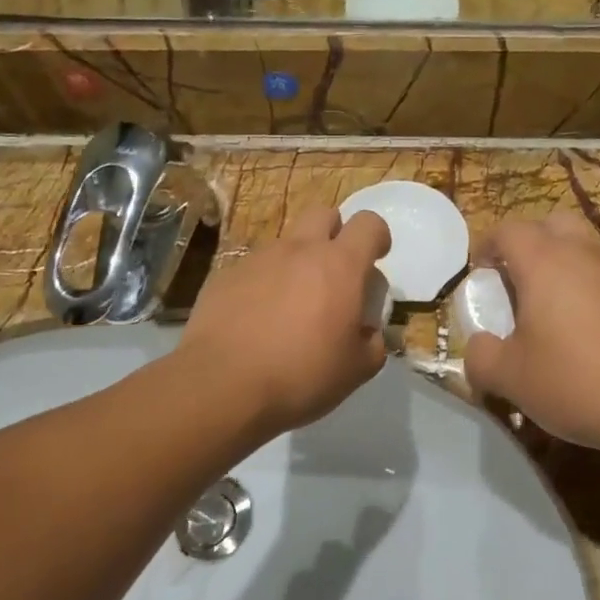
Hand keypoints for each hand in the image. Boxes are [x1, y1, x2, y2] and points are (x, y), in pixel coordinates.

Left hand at [180, 206, 391, 437]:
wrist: (222, 385)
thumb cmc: (301, 375)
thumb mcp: (356, 370)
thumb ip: (373, 343)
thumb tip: (370, 333)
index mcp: (340, 265)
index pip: (368, 223)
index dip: (377, 237)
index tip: (375, 260)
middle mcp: (300, 250)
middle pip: (324, 214)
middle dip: (335, 234)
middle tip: (334, 273)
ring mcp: (259, 259)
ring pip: (287, 243)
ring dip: (297, 262)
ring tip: (291, 305)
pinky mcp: (226, 275)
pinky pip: (254, 268)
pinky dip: (264, 284)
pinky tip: (256, 320)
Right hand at [463, 214, 599, 454]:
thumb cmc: (578, 381)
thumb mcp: (512, 378)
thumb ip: (481, 358)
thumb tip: (477, 347)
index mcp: (544, 262)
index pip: (508, 230)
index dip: (487, 246)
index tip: (479, 274)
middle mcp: (583, 255)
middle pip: (552, 224)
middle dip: (529, 243)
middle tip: (516, 280)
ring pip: (584, 249)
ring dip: (562, 266)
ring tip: (549, 311)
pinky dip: (589, 291)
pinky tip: (586, 334)